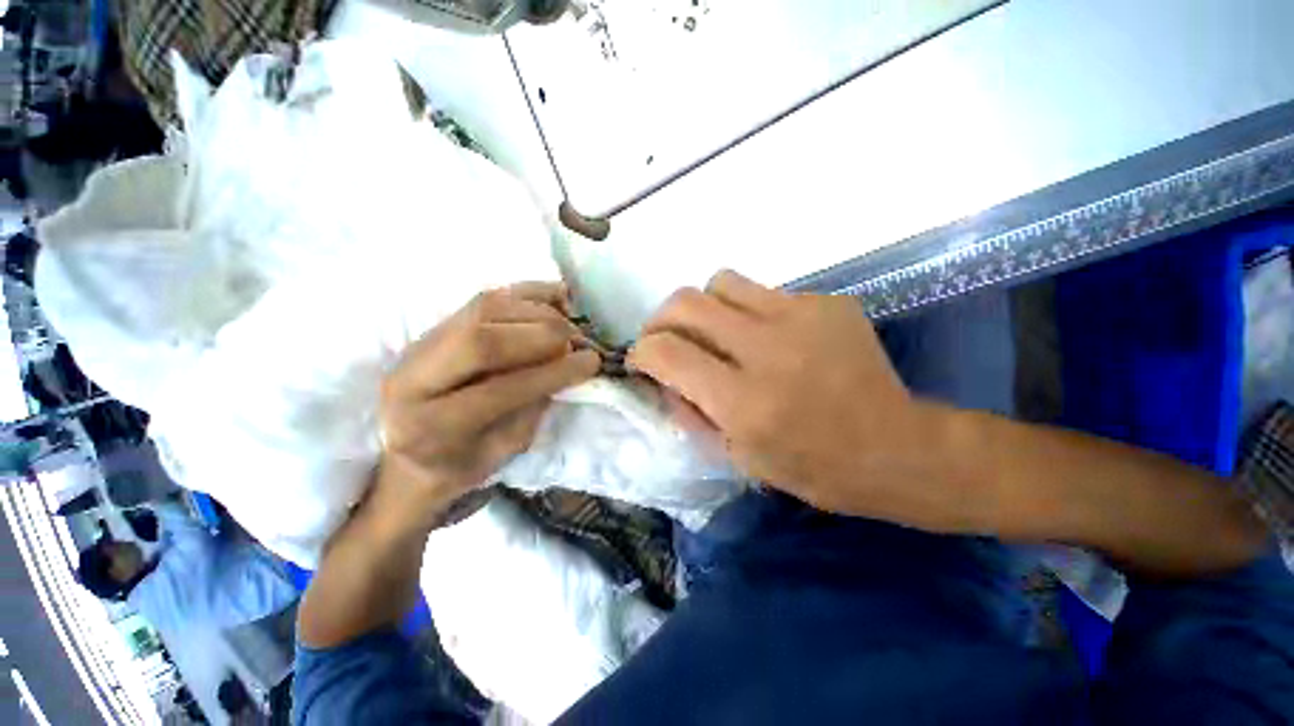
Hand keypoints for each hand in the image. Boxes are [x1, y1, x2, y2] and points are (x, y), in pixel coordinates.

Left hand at [377, 282, 599, 527]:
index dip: (552, 373)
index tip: (591, 362)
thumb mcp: (501, 454)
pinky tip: (554, 301)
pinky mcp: (434, 326)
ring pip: (484, 308)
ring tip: (568, 327)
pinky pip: (485, 298)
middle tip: (579, 341)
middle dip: (544, 335)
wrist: (406, 454)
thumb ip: (532, 410)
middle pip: (484, 338)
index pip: (499, 390)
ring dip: (539, 313)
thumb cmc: (458, 466)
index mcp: (426, 426)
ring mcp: (419, 344)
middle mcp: (411, 376)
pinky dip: (526, 295)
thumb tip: (567, 367)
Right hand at [629, 271, 970, 530]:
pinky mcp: (826, 303)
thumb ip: (689, 411)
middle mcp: (766, 349)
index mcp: (743, 400)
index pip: (665, 353)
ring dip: (704, 307)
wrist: (896, 448)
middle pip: (685, 303)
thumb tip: (662, 375)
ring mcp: (800, 317)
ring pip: (720, 282)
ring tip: (715, 332)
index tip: (641, 360)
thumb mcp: (737, 456)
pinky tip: (768, 339)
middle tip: (667, 339)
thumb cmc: (811, 467)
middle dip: (661, 319)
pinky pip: (764, 292)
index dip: (641, 352)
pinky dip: (749, 312)